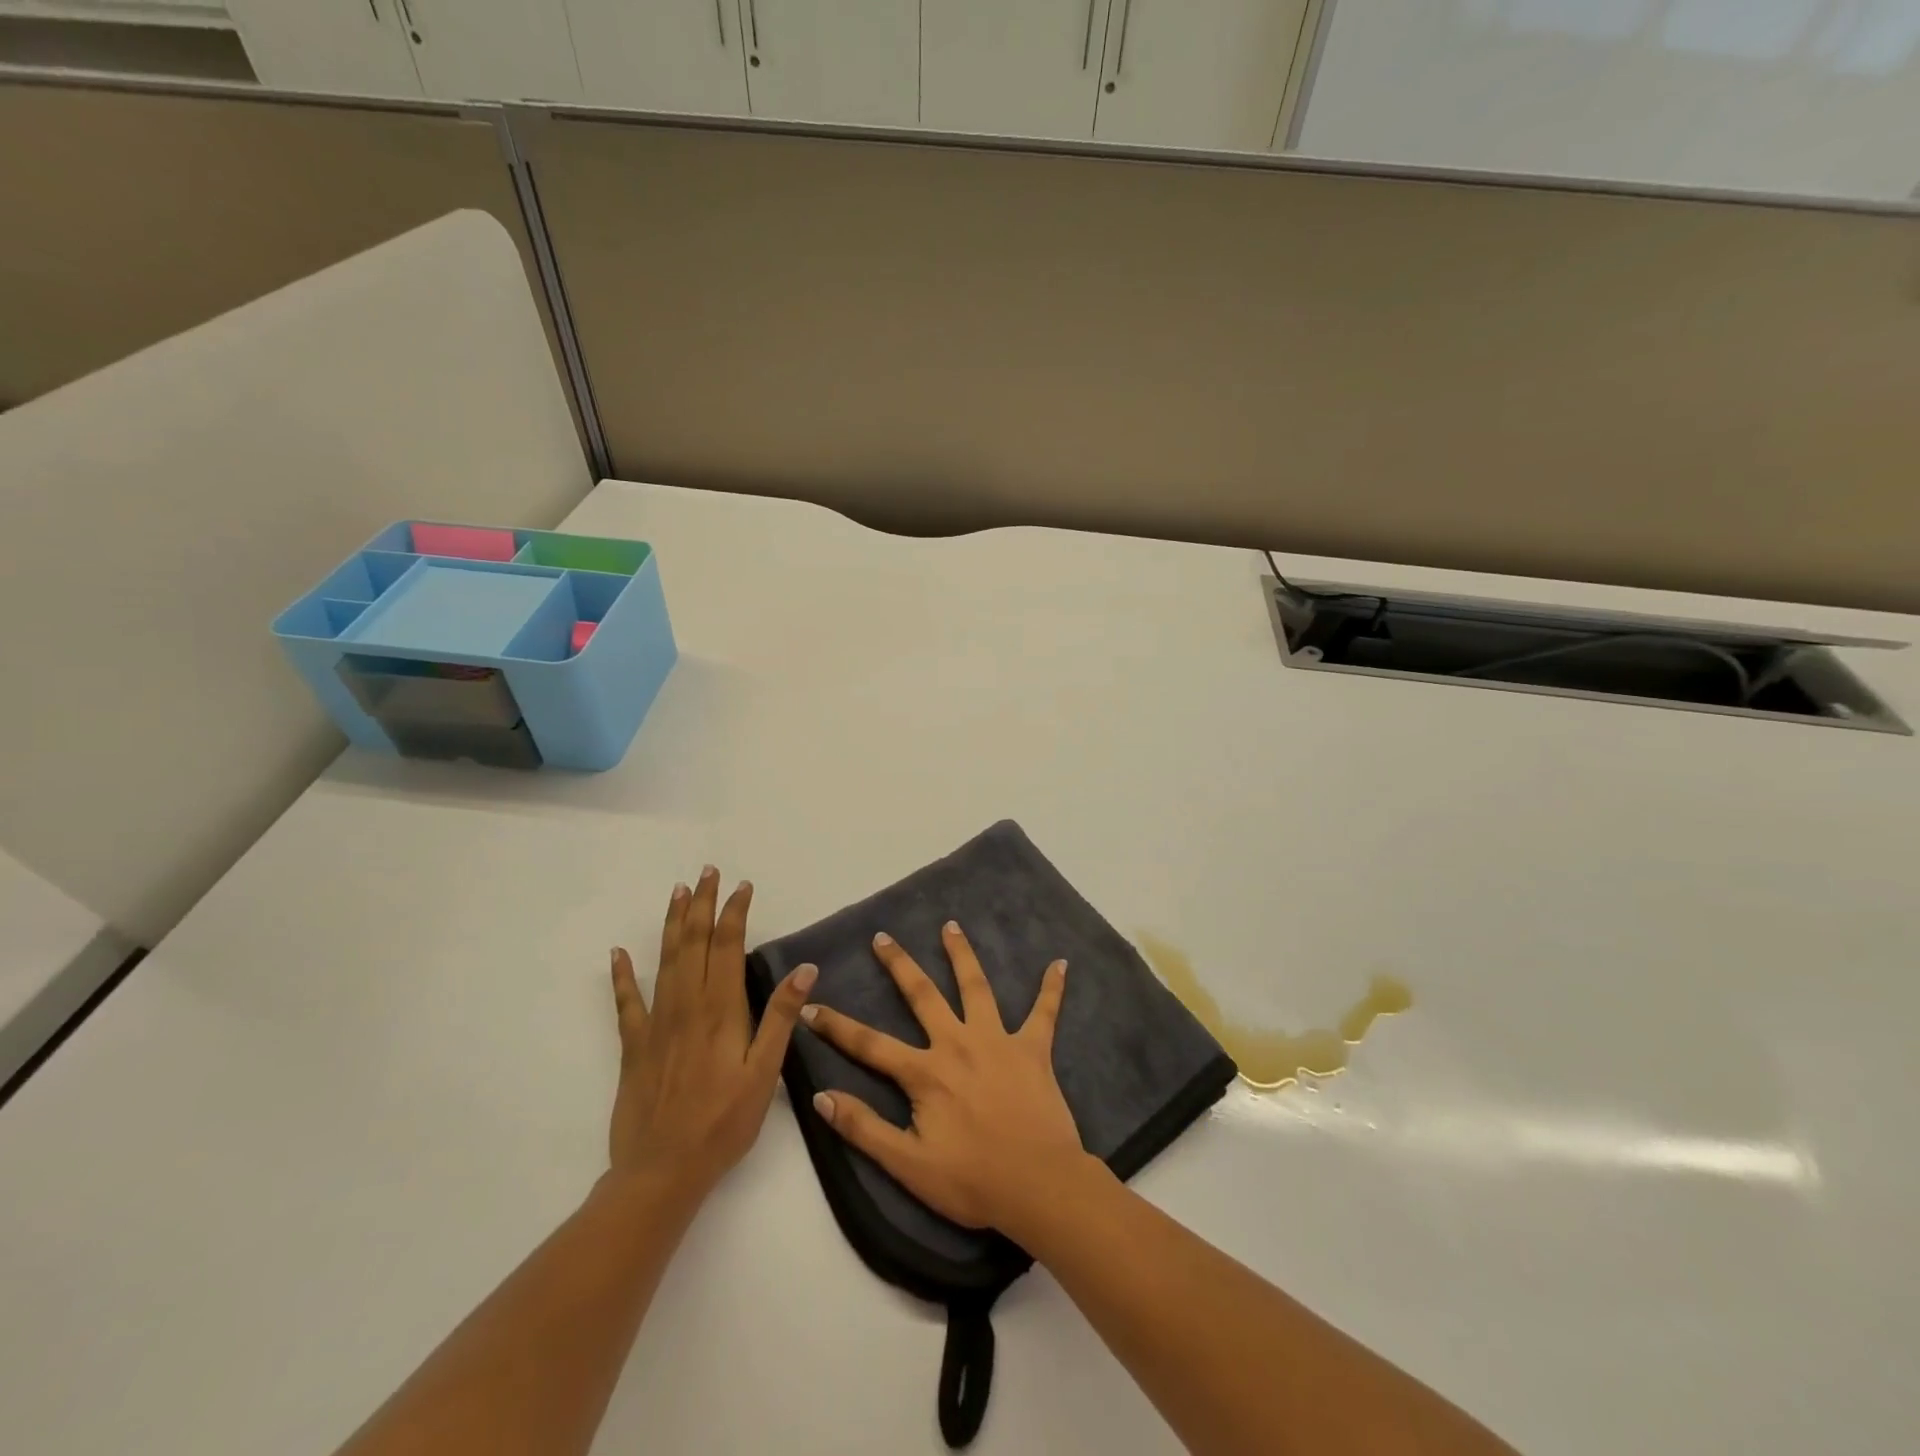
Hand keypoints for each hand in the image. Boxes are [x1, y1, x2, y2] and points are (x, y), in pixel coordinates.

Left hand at [608, 867, 816, 1204]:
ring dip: (673, 924)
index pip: (728, 946)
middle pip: (694, 942)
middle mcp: (686, 1005)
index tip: (742, 886)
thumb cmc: (723, 1123)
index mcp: (720, 1010)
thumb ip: (780, 1018)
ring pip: (665, 960)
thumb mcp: (764, 1073)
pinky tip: (618, 953)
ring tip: (678, 893)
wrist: (661, 1171)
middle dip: (703, 904)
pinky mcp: (634, 1046)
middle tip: (707, 872)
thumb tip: (805, 969)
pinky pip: (627, 1002)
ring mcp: (657, 1023)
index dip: (735, 912)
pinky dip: (622, 975)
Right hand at [800, 921, 1086, 1233]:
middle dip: (899, 965)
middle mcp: (958, 1044)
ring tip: (951, 926)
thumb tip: (821, 1096)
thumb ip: (864, 1128)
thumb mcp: (908, 1165)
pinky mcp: (1034, 1049)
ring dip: (962, 955)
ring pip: (976, 987)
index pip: (869, 1044)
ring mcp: (998, 1040)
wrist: (1039, 1186)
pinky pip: (1044, 1012)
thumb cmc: (972, 1181)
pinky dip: (1051, 988)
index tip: (810, 1005)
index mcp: (926, 1073)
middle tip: (883, 937)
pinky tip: (1059, 963)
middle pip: (923, 995)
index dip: (836, 1026)